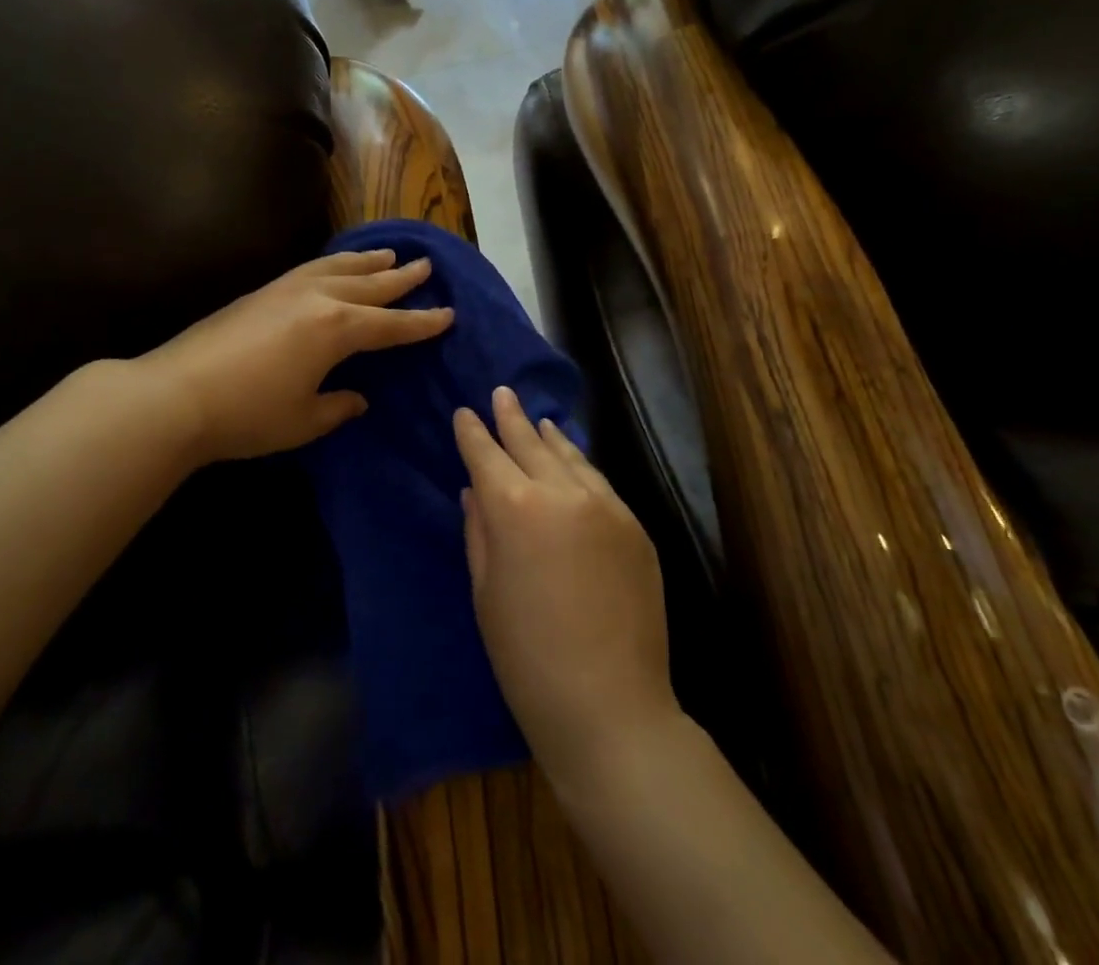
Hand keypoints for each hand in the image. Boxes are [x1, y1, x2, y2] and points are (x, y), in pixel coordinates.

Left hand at [138, 248, 452, 465]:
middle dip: (401, 278)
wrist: (176, 393)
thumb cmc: (248, 414)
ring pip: (339, 268)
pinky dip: (334, 263)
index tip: (449, 314)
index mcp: (338, 329)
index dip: (422, 322)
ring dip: (367, 262)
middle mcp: (319, 299)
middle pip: (370, 284)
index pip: (391, 324)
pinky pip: (312, 268)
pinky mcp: (262, 291)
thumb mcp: (304, 420)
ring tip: (388, 254)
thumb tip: (356, 397)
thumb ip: (337, 406)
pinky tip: (334, 266)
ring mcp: (287, 290)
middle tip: (426, 265)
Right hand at [455, 387, 678, 791]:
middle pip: (530, 443)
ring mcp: (604, 505)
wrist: (610, 705)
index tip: (464, 412)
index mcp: (514, 508)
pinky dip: (580, 465)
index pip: (486, 455)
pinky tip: (572, 461)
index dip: (473, 432)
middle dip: (511, 417)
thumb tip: (475, 491)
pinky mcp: (633, 525)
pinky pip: (599, 483)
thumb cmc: (526, 657)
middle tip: (501, 393)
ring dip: (549, 436)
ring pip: (570, 456)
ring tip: (538, 419)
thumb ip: (479, 531)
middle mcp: (561, 492)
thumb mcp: (486, 592)